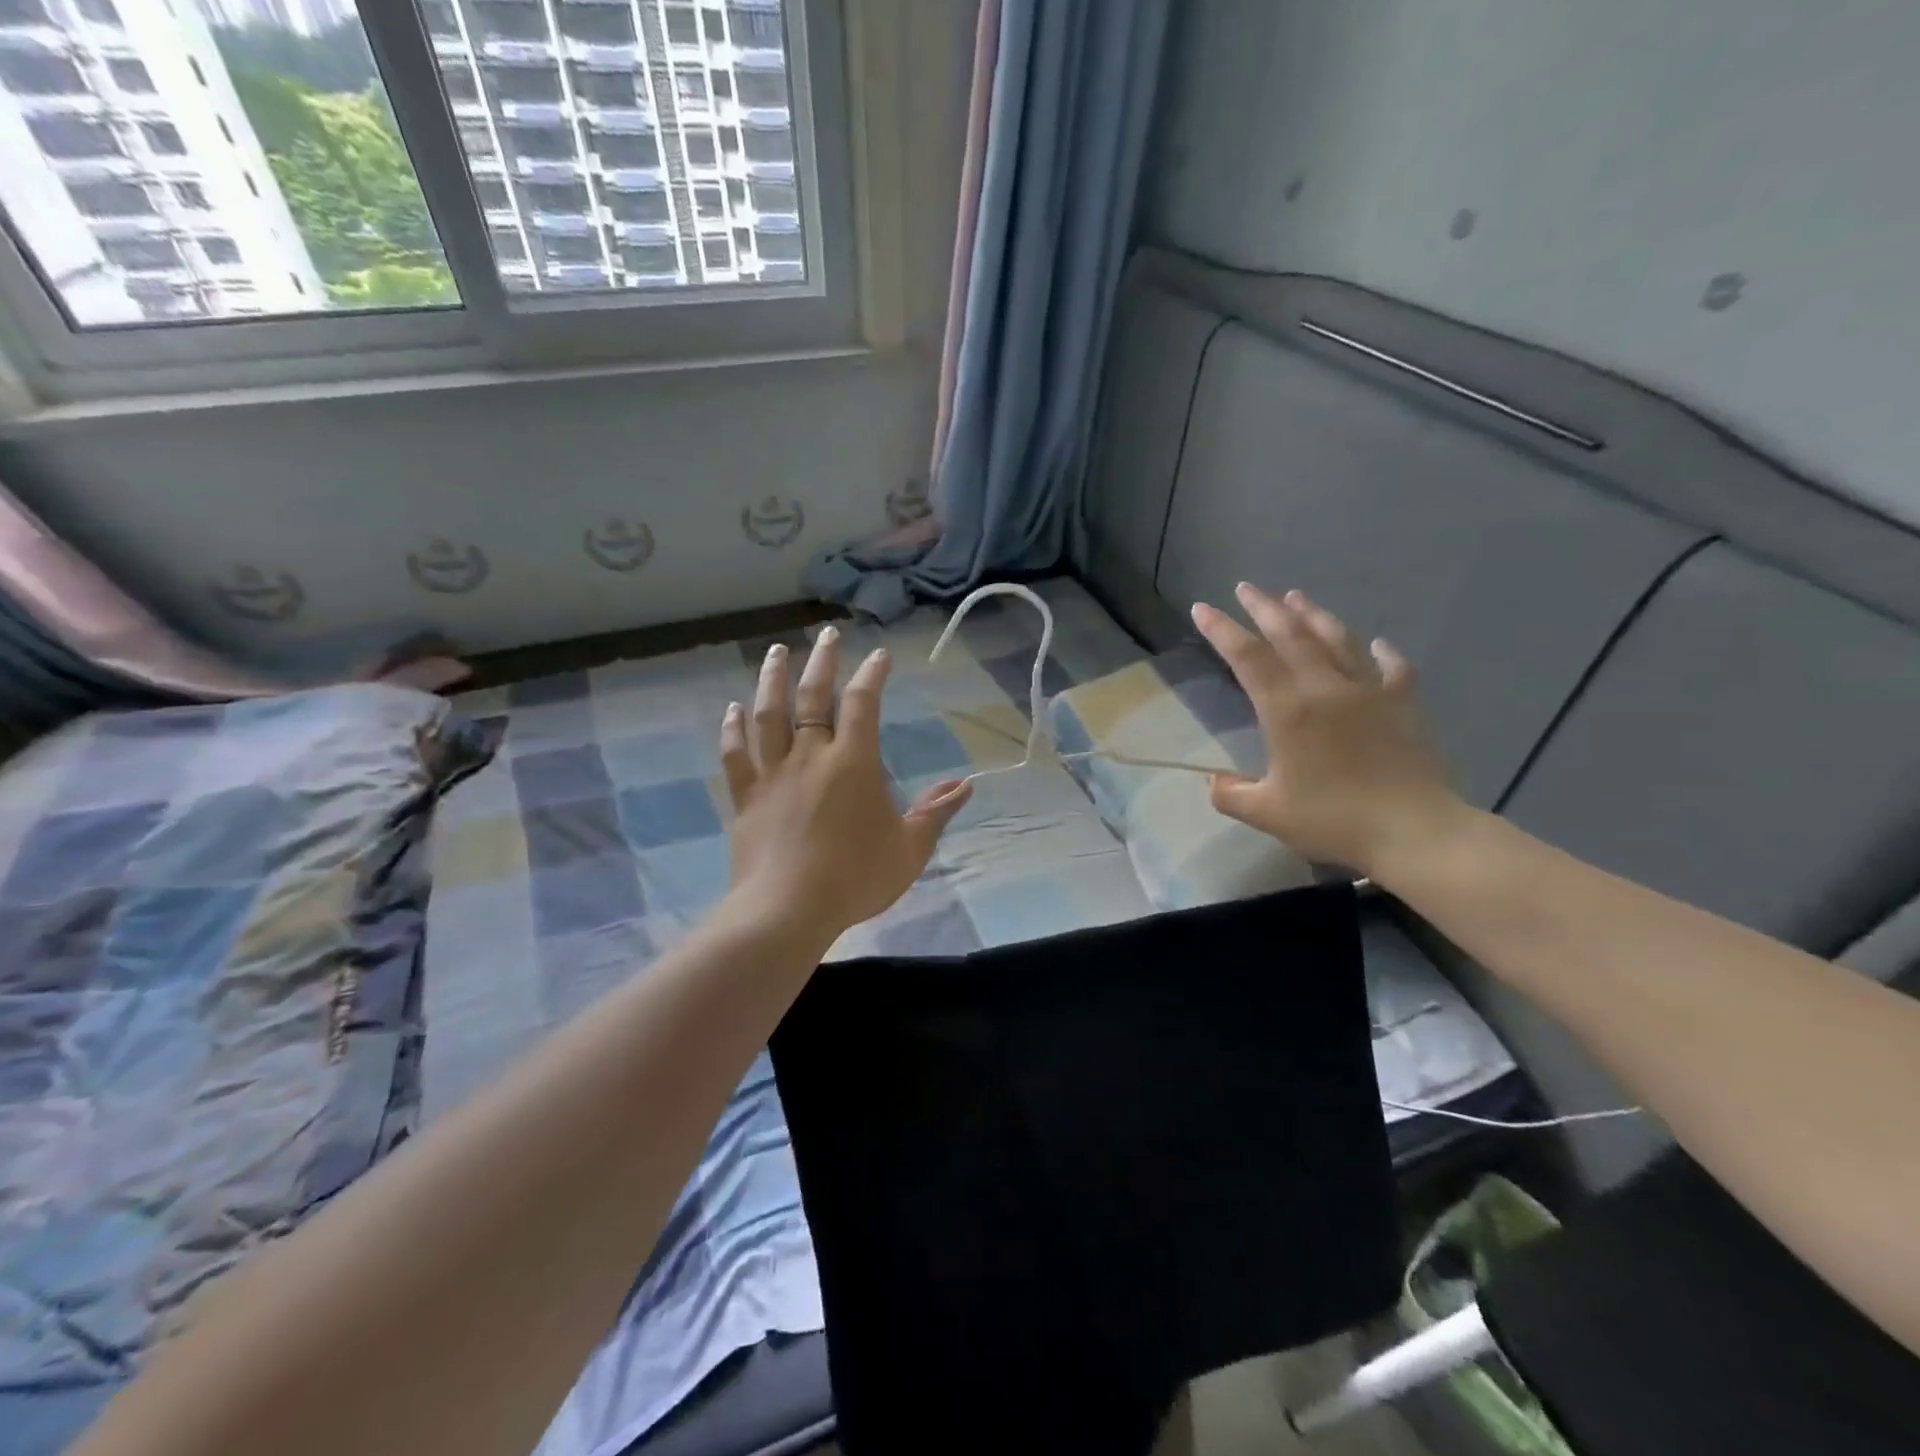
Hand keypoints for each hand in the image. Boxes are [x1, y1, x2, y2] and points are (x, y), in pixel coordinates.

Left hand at [719, 625, 971, 943]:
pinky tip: (732, 709)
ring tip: (776, 651)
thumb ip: (935, 812)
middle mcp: (810, 756)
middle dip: (822, 661)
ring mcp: (773, 773)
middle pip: (813, 697)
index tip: (879, 654)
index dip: (872, 674)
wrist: (787, 911)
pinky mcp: (746, 796)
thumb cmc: (855, 878)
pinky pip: (735, 754)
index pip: (864, 703)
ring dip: (772, 679)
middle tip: (826, 634)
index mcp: (853, 763)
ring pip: (768, 714)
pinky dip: (732, 729)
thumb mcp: (909, 849)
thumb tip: (966, 784)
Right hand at [1190, 584, 1466, 877]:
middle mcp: (1326, 688)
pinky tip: (1377, 644)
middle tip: (1246, 588)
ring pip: (1337, 640)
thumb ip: (1231, 795)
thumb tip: (1213, 782)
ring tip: (1296, 596)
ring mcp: (1369, 692)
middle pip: (1291, 635)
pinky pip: (1392, 668)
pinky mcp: (1403, 704)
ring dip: (1313, 615)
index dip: (1222, 630)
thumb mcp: (1267, 813)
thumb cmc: (1334, 820)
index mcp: (1288, 710)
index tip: (1203, 608)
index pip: (1248, 657)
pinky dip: (1382, 652)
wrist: (1414, 831)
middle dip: (1264, 608)